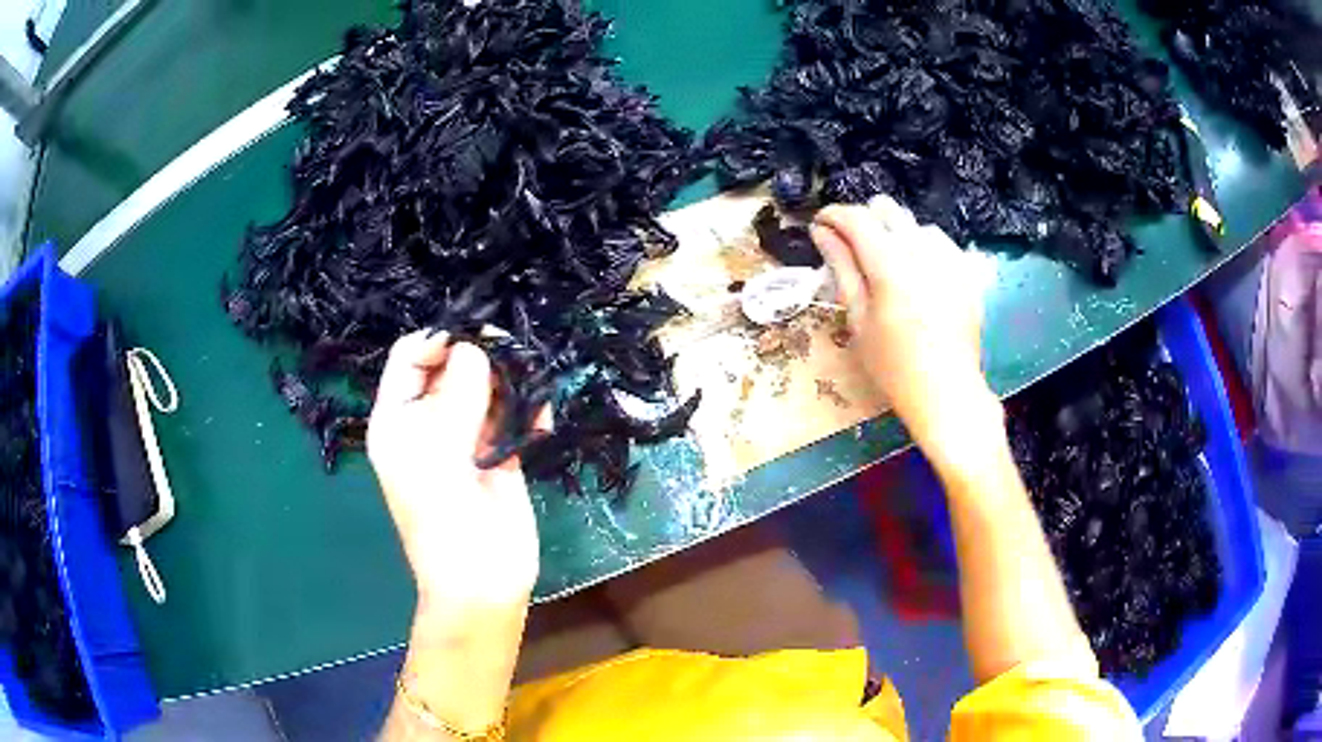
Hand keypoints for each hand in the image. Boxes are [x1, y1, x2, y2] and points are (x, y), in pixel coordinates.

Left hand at [371, 332, 546, 737]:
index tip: (477, 334)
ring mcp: (465, 438)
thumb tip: (475, 345)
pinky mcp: (500, 455)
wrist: (482, 581)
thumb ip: (456, 393)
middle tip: (513, 353)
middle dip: (481, 357)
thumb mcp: (438, 449)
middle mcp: (429, 422)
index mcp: (398, 418)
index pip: (411, 358)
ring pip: (487, 389)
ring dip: (510, 384)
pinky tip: (542, 422)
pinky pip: (514, 419)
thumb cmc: (444, 517)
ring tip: (532, 387)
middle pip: (453, 368)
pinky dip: (529, 413)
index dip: (439, 340)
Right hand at [812, 197, 1000, 469]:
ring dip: (895, 235)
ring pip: (914, 224)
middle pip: (886, 209)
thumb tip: (822, 232)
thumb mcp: (858, 319)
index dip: (832, 215)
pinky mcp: (966, 272)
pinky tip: (918, 276)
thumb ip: (842, 268)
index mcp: (890, 264)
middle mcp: (922, 251)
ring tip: (888, 267)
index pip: (856, 218)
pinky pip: (940, 243)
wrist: (947, 392)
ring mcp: (950, 259)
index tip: (820, 225)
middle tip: (852, 250)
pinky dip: (922, 249)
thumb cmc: (894, 365)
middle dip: (864, 220)